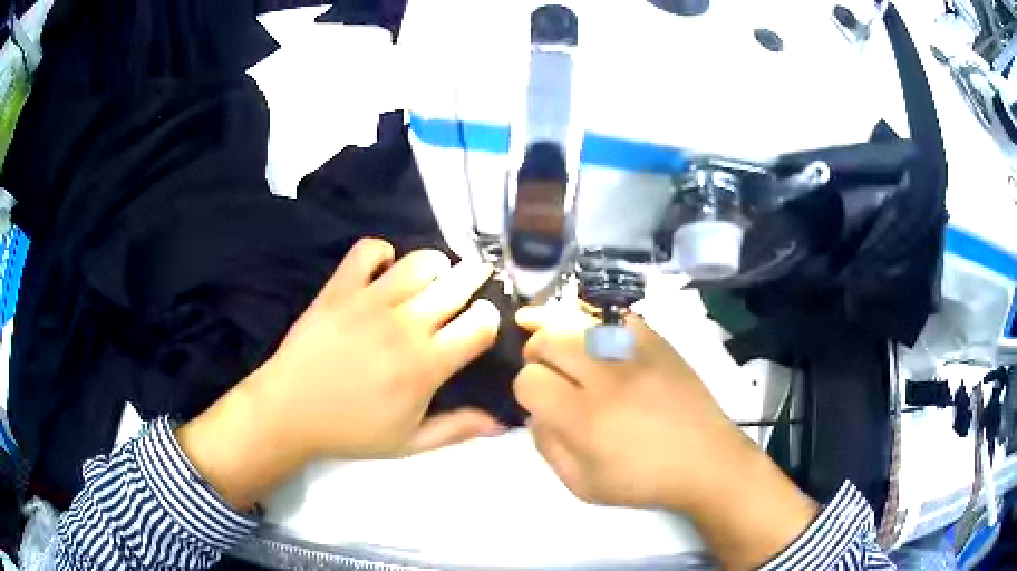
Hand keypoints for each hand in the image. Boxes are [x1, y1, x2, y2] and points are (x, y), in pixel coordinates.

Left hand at [179, 238, 503, 508]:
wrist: (289, 411)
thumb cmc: (350, 431)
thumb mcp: (409, 442)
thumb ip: (457, 429)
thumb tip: (502, 423)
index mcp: (424, 366)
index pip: (479, 325)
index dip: (490, 318)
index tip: (483, 322)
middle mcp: (404, 326)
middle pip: (457, 284)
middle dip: (474, 279)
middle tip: (473, 283)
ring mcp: (369, 301)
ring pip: (421, 262)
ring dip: (437, 265)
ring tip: (433, 277)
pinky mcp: (340, 288)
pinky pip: (369, 250)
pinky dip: (382, 253)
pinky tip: (384, 270)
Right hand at [515, 305, 817, 568]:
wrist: (705, 461)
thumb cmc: (643, 481)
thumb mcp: (581, 484)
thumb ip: (547, 446)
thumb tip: (536, 411)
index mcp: (584, 419)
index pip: (530, 380)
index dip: (527, 390)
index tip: (540, 401)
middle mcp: (607, 378)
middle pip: (549, 339)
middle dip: (536, 352)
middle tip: (545, 367)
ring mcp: (636, 353)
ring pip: (579, 320)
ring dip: (561, 331)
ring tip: (560, 343)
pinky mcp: (659, 342)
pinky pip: (616, 317)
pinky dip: (598, 323)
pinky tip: (595, 335)